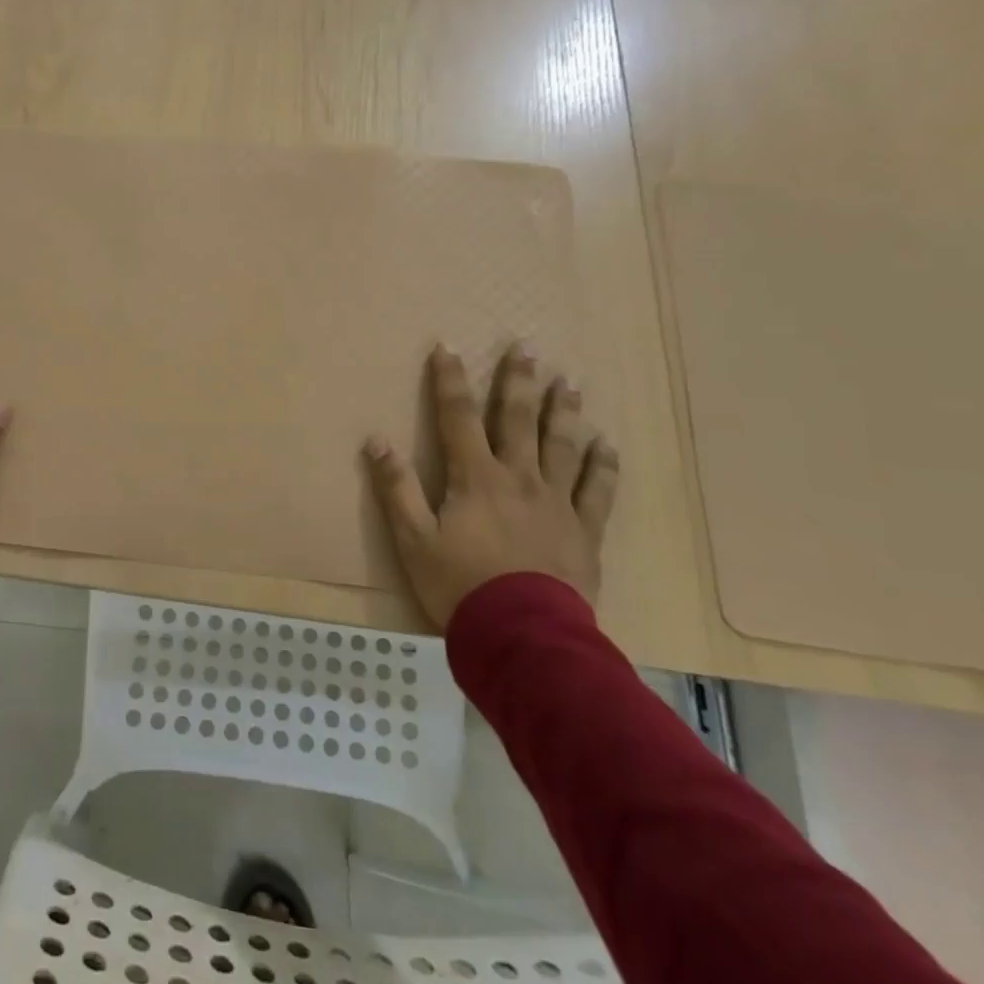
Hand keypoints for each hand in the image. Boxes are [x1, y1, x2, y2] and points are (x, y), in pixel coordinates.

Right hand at [363, 342, 618, 631]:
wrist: (523, 637)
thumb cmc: (460, 586)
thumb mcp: (413, 539)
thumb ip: (397, 488)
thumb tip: (376, 440)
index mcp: (475, 478)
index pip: (458, 417)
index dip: (450, 380)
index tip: (447, 348)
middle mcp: (519, 478)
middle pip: (518, 420)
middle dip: (518, 381)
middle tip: (526, 347)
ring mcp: (556, 503)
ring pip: (562, 446)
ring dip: (563, 411)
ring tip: (569, 382)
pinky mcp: (583, 531)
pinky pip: (598, 492)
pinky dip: (603, 467)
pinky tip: (607, 445)